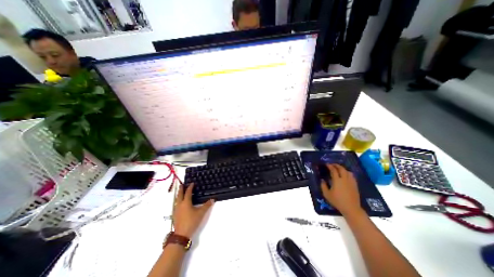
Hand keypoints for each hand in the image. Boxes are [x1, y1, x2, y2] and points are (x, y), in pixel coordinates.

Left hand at [173, 184, 212, 237]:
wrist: (181, 235)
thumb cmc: (191, 221)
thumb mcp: (201, 213)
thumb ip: (207, 205)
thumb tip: (213, 199)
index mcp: (186, 202)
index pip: (188, 192)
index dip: (190, 187)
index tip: (192, 183)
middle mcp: (180, 204)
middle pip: (180, 194)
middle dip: (181, 189)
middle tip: (182, 184)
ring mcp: (176, 210)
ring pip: (177, 199)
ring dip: (179, 194)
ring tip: (181, 192)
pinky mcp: (175, 215)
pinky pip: (176, 204)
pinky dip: (178, 200)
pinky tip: (180, 203)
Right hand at [320, 165, 361, 215]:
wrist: (351, 208)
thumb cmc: (337, 201)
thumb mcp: (327, 194)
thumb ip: (323, 186)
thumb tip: (322, 180)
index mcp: (337, 180)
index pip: (333, 170)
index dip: (330, 166)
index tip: (326, 164)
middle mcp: (344, 179)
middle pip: (341, 169)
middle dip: (336, 165)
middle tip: (332, 164)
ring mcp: (351, 182)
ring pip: (347, 171)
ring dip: (342, 168)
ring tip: (339, 169)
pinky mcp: (355, 185)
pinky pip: (352, 176)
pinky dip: (347, 173)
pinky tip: (346, 175)